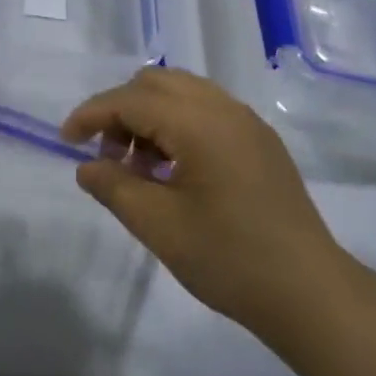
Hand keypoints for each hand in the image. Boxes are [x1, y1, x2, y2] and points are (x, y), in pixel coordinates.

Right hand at [62, 68, 357, 340]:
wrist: (310, 293)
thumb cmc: (229, 259)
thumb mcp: (159, 227)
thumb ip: (114, 188)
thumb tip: (86, 167)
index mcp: (199, 122)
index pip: (130, 99)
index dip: (92, 115)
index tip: (66, 141)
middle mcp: (223, 108)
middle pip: (155, 83)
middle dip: (121, 110)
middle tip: (108, 157)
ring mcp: (246, 122)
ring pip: (182, 92)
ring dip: (150, 115)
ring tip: (140, 167)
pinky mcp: (260, 140)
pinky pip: (206, 110)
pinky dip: (178, 124)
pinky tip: (174, 170)